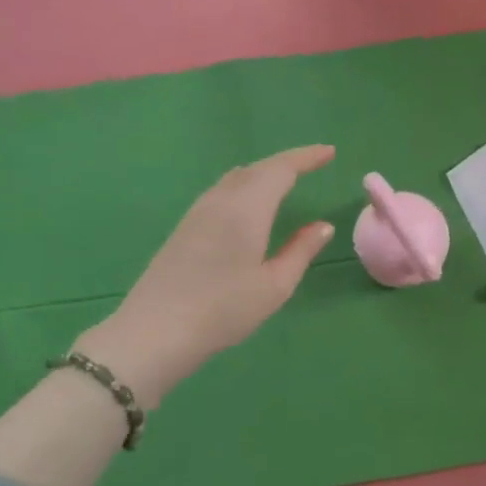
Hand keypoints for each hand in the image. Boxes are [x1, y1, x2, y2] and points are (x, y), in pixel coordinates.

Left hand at [78, 145, 336, 405]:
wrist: (155, 332)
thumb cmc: (224, 310)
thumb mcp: (275, 286)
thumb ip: (300, 251)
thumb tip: (323, 226)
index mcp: (247, 208)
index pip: (281, 169)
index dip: (306, 157)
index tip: (329, 152)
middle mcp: (220, 200)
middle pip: (257, 169)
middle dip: (287, 163)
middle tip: (312, 165)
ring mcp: (197, 213)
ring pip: (235, 178)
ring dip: (263, 173)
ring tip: (285, 181)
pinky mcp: (184, 228)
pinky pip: (221, 192)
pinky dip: (244, 186)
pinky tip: (249, 204)